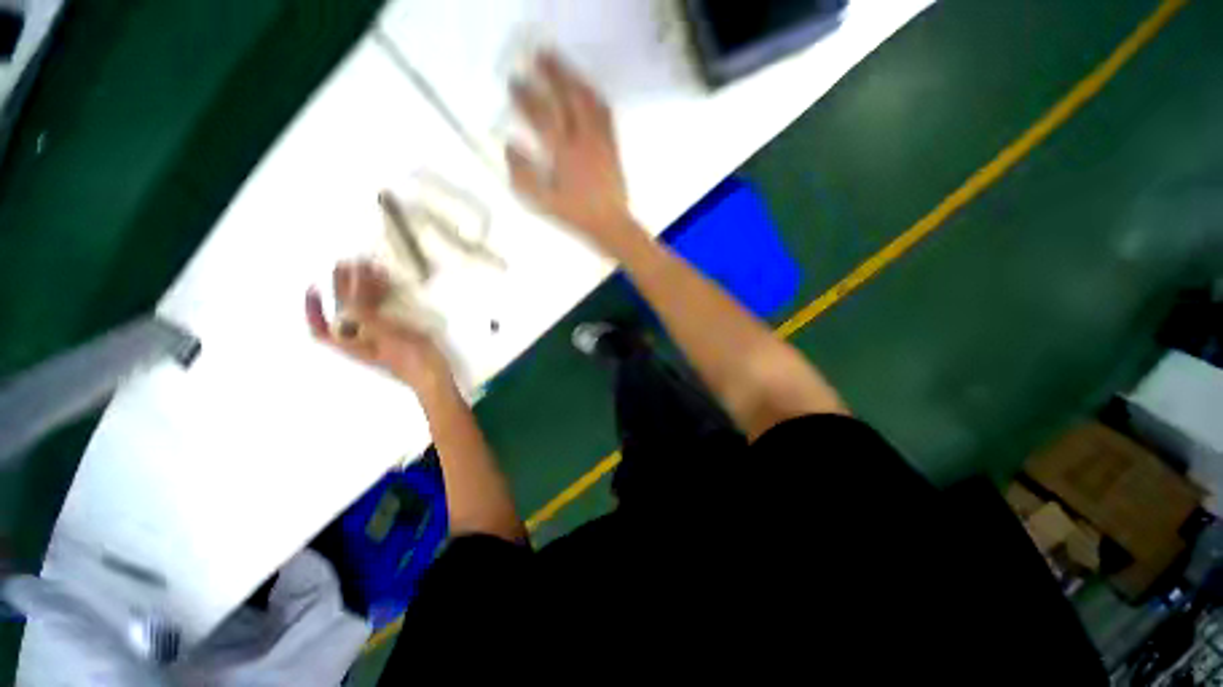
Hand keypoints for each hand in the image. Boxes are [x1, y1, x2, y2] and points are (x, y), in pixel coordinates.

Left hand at [306, 260, 453, 396]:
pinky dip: (378, 297)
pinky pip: (379, 312)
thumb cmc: (411, 361)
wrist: (434, 377)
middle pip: (344, 311)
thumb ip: (367, 319)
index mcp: (353, 344)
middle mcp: (360, 340)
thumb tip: (349, 299)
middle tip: (345, 264)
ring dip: (361, 289)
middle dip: (342, 287)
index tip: (313, 287)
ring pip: (362, 310)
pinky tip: (384, 287)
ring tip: (366, 269)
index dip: (313, 309)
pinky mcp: (393, 336)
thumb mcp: (389, 338)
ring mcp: (377, 339)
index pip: (322, 328)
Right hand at [506, 52, 633, 250]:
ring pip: (589, 99)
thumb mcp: (543, 203)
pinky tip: (588, 90)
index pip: (541, 116)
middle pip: (568, 96)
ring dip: (574, 77)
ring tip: (563, 64)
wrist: (610, 224)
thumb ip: (523, 175)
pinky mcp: (613, 145)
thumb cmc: (575, 216)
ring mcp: (601, 141)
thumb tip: (509, 146)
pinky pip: (605, 113)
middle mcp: (583, 141)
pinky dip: (595, 95)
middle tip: (540, 54)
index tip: (514, 81)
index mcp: (563, 154)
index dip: (525, 96)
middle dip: (552, 72)